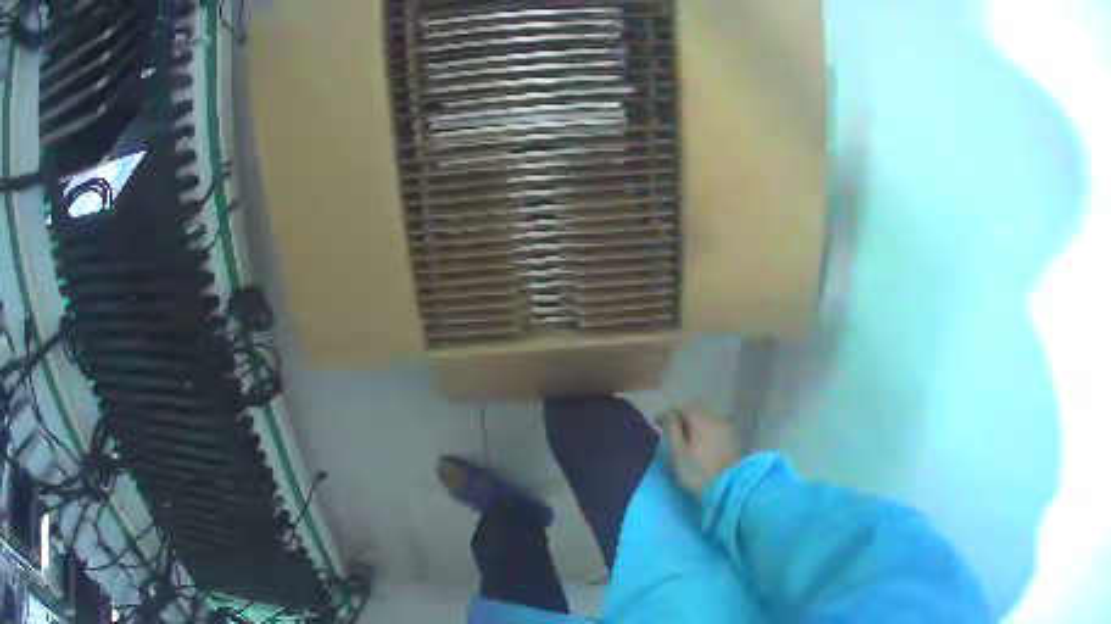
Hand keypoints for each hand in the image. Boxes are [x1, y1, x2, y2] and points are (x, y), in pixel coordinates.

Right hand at [661, 407, 742, 496]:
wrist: (731, 487)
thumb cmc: (699, 472)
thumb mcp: (679, 454)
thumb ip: (672, 431)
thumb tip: (667, 415)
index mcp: (701, 420)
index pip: (682, 408)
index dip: (668, 413)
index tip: (656, 422)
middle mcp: (716, 417)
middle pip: (697, 409)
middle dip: (682, 415)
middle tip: (670, 427)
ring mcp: (728, 426)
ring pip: (708, 416)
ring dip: (696, 422)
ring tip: (686, 434)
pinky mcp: (735, 437)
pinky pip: (717, 425)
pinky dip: (707, 428)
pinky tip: (702, 440)